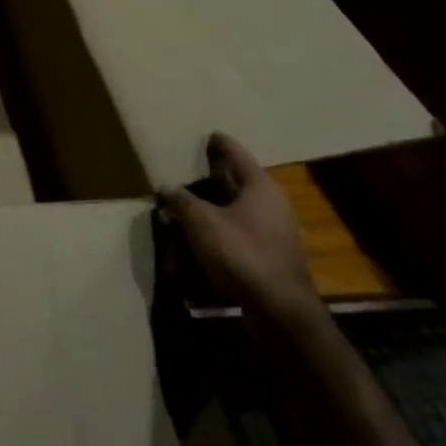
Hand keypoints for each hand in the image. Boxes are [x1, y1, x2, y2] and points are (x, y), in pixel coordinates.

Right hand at [162, 133, 321, 328]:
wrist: (279, 310)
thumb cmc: (241, 253)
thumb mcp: (201, 222)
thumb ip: (181, 200)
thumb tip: (166, 188)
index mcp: (260, 186)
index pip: (236, 154)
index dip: (218, 143)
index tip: (206, 134)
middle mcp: (272, 204)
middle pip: (237, 182)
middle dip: (211, 178)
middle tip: (186, 170)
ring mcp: (274, 232)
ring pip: (237, 209)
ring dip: (213, 206)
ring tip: (186, 204)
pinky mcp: (269, 256)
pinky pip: (239, 232)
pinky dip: (219, 229)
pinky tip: (200, 236)